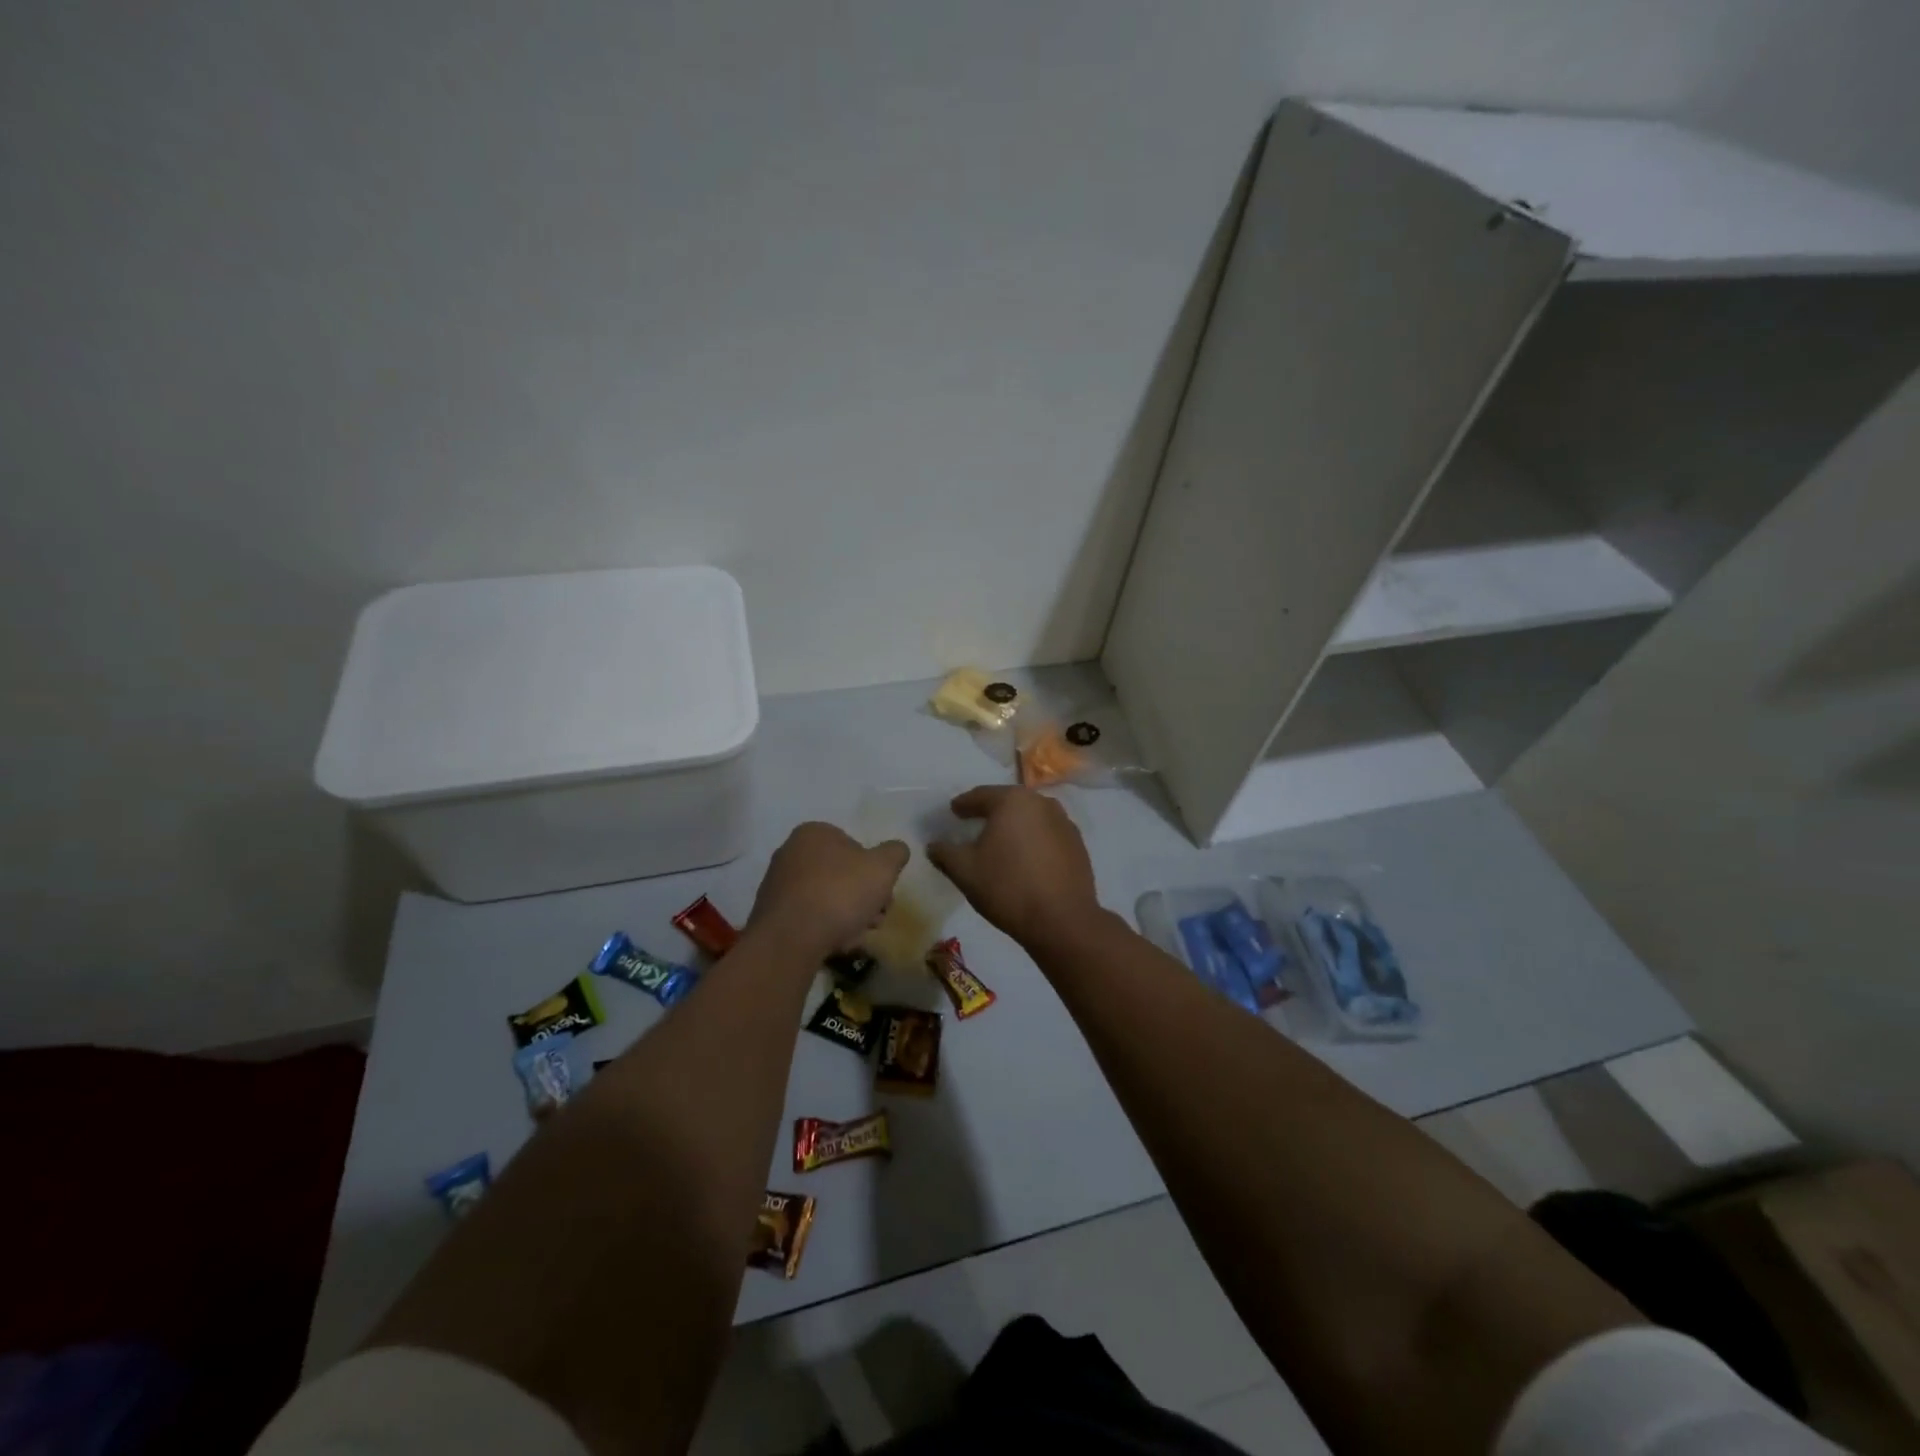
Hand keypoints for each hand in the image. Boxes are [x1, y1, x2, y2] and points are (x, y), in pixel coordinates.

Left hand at [750, 822, 908, 956]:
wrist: (789, 939)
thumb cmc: (839, 893)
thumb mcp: (882, 868)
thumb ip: (895, 853)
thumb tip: (897, 850)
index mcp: (814, 832)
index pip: (855, 846)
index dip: (874, 871)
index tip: (884, 894)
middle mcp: (791, 852)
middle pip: (841, 874)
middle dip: (863, 897)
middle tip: (875, 918)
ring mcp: (777, 884)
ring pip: (826, 897)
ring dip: (847, 915)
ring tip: (857, 936)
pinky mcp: (771, 914)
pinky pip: (808, 917)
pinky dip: (823, 928)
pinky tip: (834, 944)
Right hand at [928, 786, 1100, 945]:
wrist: (1062, 920)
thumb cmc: (1007, 887)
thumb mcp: (964, 871)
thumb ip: (945, 853)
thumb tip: (934, 845)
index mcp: (1012, 801)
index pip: (981, 795)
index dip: (964, 804)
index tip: (954, 811)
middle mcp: (1041, 803)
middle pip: (1009, 802)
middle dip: (991, 811)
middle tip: (975, 822)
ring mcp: (1064, 822)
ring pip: (1031, 817)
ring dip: (1015, 826)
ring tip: (1001, 842)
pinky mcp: (1078, 844)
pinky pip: (1048, 834)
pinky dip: (1034, 840)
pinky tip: (1026, 859)